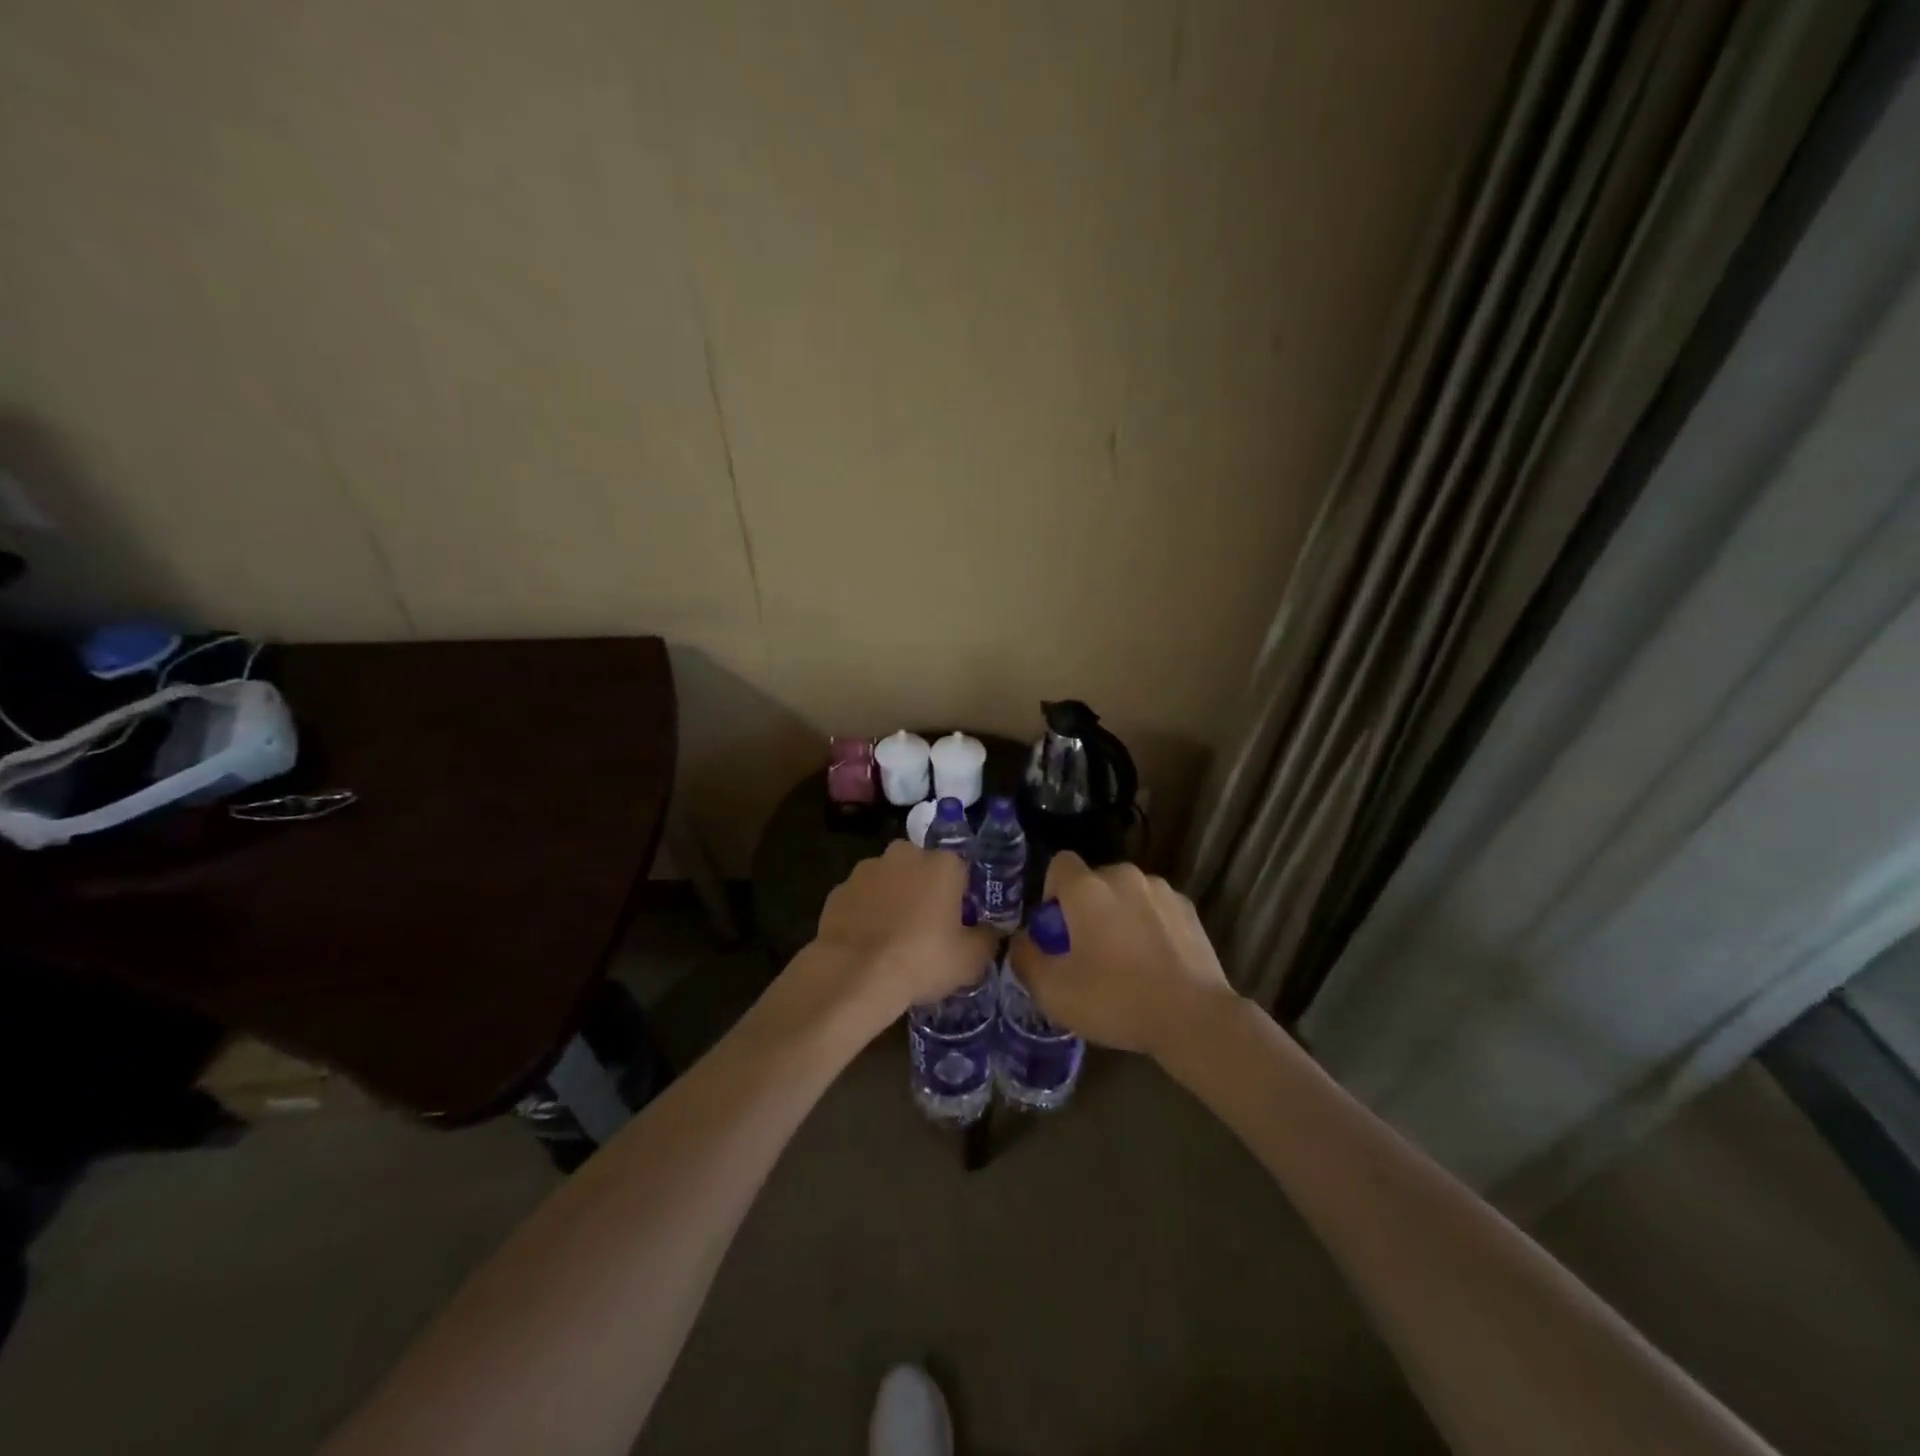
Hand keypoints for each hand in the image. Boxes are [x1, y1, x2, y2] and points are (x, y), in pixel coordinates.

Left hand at [797, 840, 995, 1031]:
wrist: (854, 975)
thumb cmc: (922, 960)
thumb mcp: (971, 960)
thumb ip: (987, 939)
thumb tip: (991, 932)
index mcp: (943, 864)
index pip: (962, 872)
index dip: (962, 898)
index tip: (960, 923)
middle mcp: (905, 855)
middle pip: (922, 869)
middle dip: (925, 890)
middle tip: (928, 928)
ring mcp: (867, 869)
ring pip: (889, 880)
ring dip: (893, 899)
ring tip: (894, 938)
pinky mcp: (838, 890)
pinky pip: (862, 899)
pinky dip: (866, 913)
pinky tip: (867, 943)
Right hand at [1007, 853, 1240, 1059]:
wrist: (1194, 1018)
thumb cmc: (1116, 1000)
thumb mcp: (1053, 992)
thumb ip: (1024, 958)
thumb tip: (1021, 940)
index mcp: (1087, 888)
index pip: (1059, 864)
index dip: (1051, 894)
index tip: (1057, 932)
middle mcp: (1123, 876)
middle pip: (1093, 880)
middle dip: (1085, 908)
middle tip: (1087, 952)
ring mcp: (1161, 890)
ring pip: (1125, 893)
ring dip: (1118, 914)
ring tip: (1125, 959)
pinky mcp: (1188, 908)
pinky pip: (1154, 907)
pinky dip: (1148, 924)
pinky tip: (1155, 962)